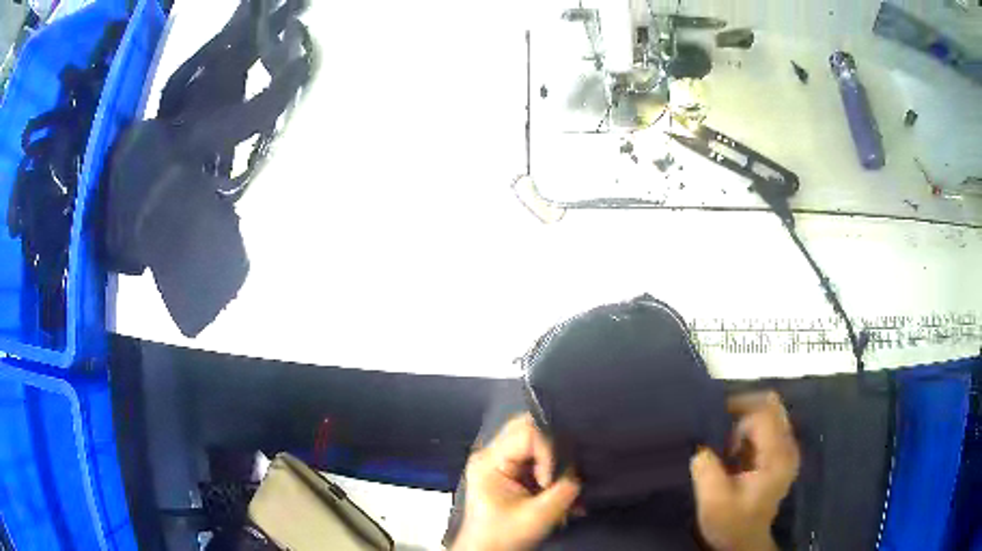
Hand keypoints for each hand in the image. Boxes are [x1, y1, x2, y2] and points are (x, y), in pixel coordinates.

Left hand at [453, 414, 580, 550]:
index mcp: (490, 460)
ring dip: (558, 462)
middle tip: (565, 474)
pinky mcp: (512, 471)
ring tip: (562, 488)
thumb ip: (565, 488)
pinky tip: (560, 491)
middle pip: (533, 429)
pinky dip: (555, 470)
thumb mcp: (539, 516)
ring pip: (540, 441)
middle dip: (557, 450)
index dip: (550, 451)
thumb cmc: (503, 537)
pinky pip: (540, 457)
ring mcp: (502, 461)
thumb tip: (582, 469)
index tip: (551, 481)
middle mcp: (494, 453)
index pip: (528, 431)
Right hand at [690, 392, 799, 550]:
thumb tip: (701, 447)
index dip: (737, 412)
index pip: (763, 414)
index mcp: (777, 456)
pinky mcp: (778, 454)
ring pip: (769, 412)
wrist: (745, 542)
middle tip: (718, 423)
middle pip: (771, 405)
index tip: (712, 422)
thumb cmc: (732, 524)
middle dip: (743, 408)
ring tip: (723, 441)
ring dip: (744, 420)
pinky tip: (731, 449)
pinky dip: (746, 429)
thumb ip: (706, 470)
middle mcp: (787, 446)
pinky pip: (765, 425)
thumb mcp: (713, 502)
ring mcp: (785, 449)